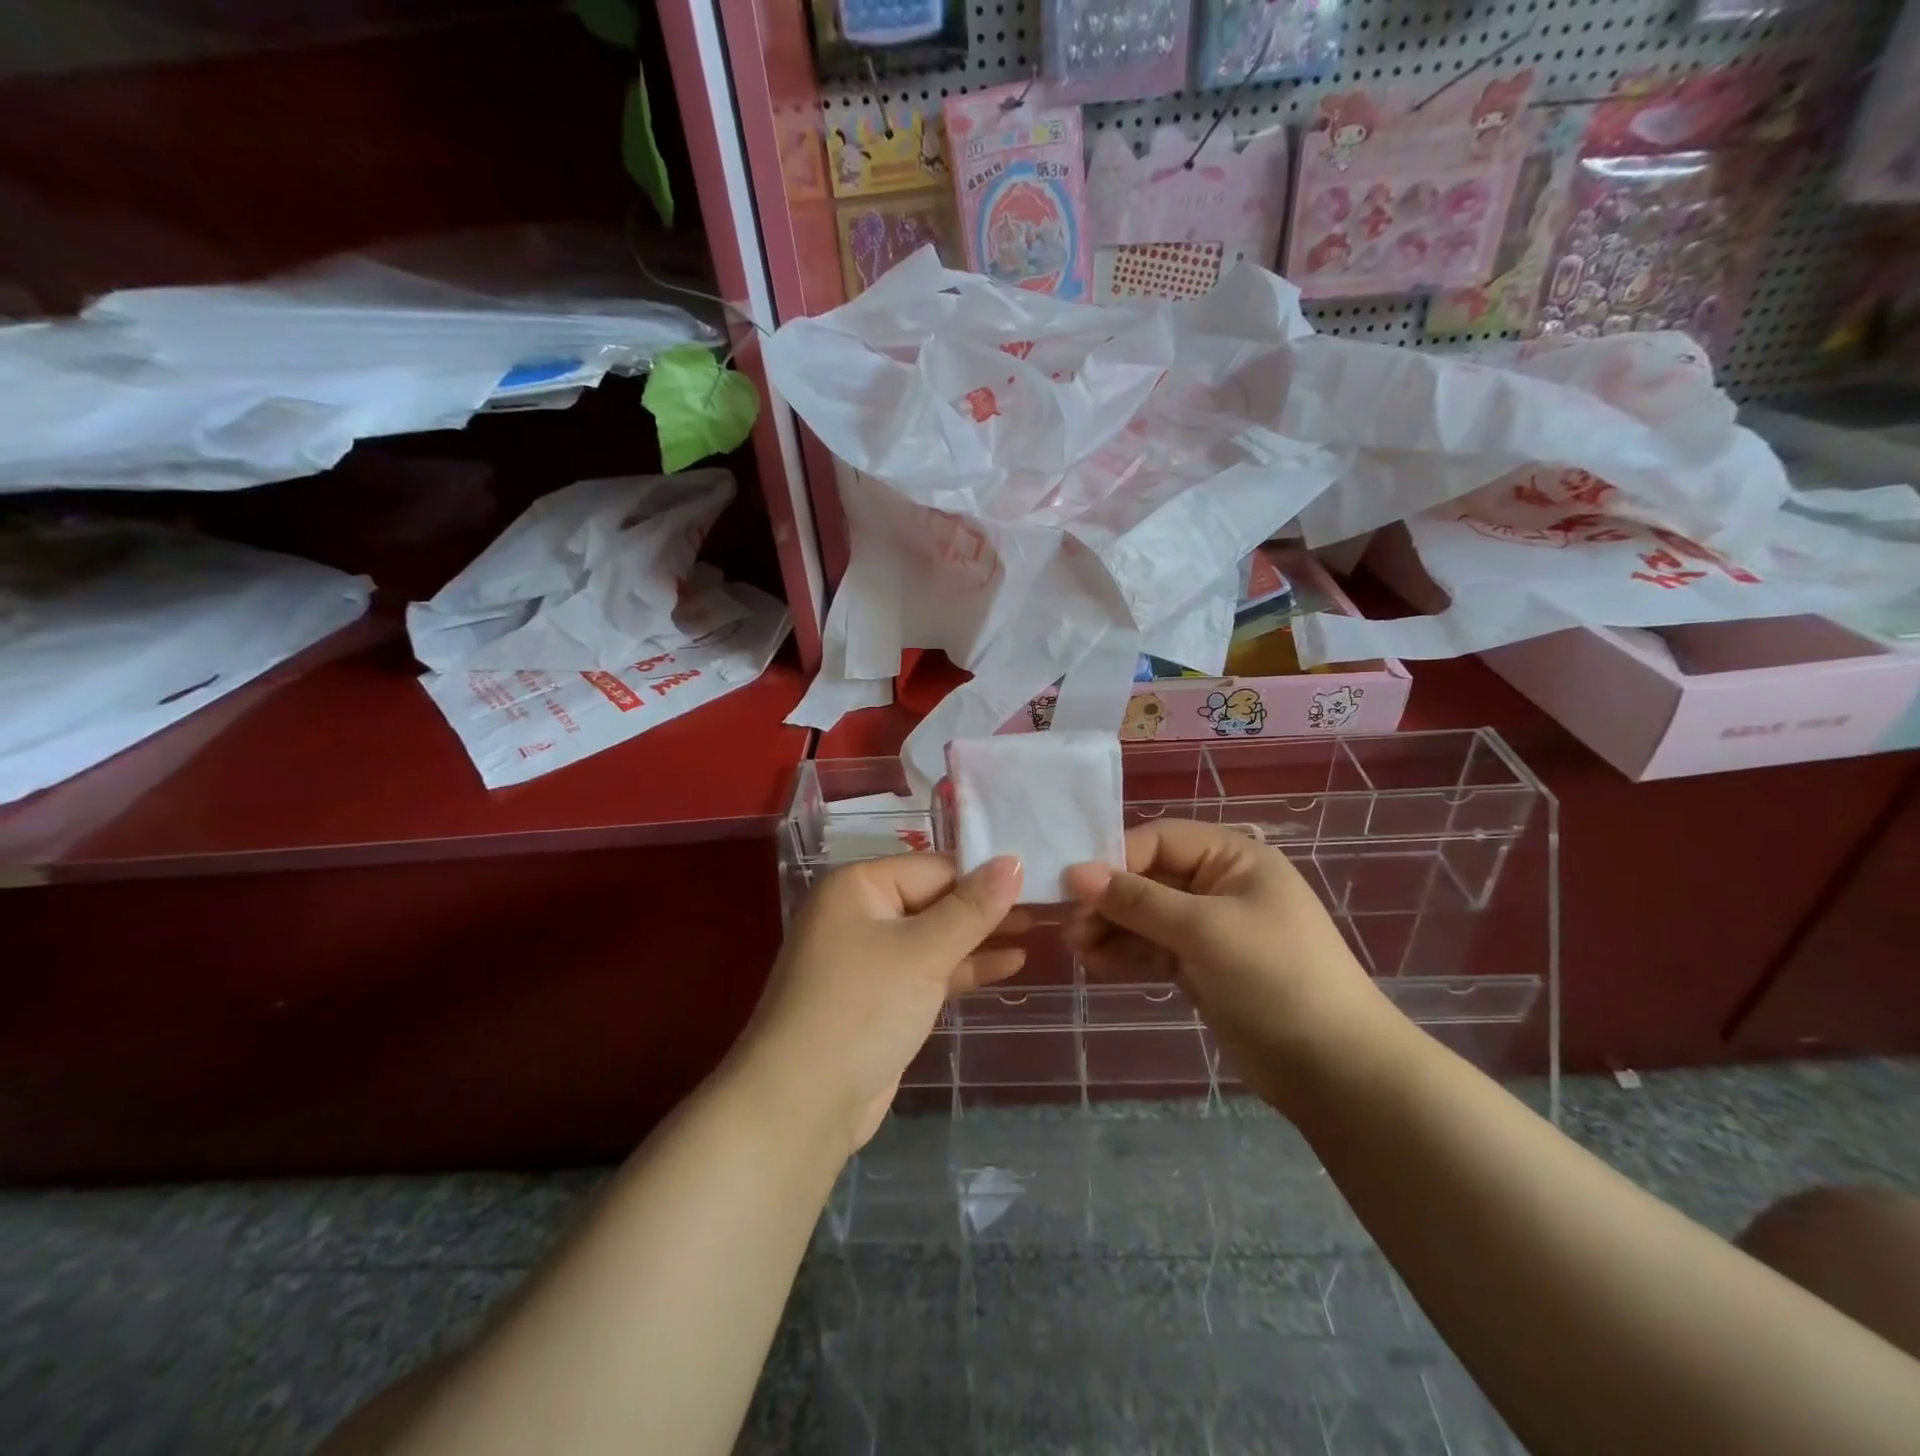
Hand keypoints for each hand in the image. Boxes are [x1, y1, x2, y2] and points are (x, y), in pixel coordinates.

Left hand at [743, 854, 1025, 1153]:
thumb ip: (971, 908)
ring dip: (982, 937)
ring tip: (1039, 930)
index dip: (986, 874)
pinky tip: (1011, 963)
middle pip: (936, 899)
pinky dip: (966, 967)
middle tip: (1048, 905)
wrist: (804, 1103)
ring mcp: (871, 958)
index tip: (1038, 878)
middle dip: (987, 907)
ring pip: (936, 937)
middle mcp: (861, 913)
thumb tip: (1012, 861)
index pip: (935, 867)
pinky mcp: (882, 997)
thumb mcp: (922, 952)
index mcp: (859, 886)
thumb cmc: (862, 1008)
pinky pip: (930, 970)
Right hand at [1062, 819, 1387, 1105]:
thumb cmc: (1275, 978)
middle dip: (1109, 901)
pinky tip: (1097, 967)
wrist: (1335, 1069)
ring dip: (1111, 930)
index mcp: (1233, 858)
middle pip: (1148, 878)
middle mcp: (1220, 885)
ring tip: (1076, 950)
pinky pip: (1154, 949)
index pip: (1160, 840)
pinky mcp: (1202, 967)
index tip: (1072, 887)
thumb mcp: (1204, 930)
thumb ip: (1137, 900)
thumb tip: (1075, 872)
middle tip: (1070, 927)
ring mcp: (1210, 928)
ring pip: (1146, 917)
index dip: (1115, 859)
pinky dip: (1127, 955)